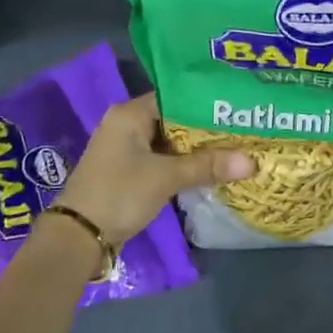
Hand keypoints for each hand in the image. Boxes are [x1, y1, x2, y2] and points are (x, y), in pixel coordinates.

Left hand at [55, 92, 251, 247]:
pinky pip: (161, 159)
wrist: (79, 236)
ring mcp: (125, 149)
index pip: (175, 97)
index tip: (236, 109)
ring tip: (233, 148)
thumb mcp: (166, 177)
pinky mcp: (127, 171)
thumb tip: (252, 161)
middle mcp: (125, 124)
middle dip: (205, 129)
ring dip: (195, 149)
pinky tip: (208, 170)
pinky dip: (181, 164)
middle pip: (173, 120)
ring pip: (168, 142)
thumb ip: (207, 166)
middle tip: (242, 130)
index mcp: (129, 113)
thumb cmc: (120, 193)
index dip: (206, 103)